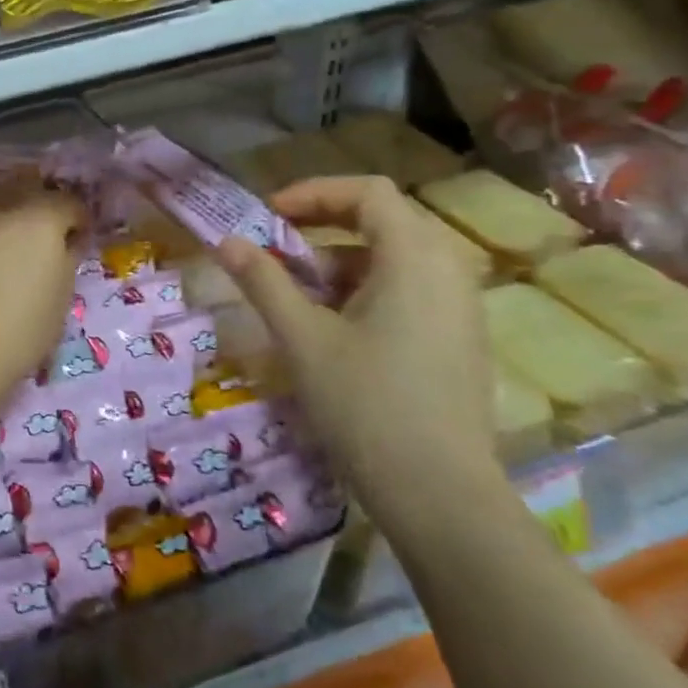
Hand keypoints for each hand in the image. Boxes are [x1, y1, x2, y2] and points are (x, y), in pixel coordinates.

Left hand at [0, 189, 85, 403]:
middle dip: (38, 213)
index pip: (68, 204)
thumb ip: (65, 262)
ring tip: (3, 254)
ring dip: (2, 220)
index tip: (77, 245)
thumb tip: (64, 245)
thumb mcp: (59, 303)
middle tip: (41, 245)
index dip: (77, 224)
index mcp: (39, 218)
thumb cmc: (16, 335)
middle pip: (26, 193)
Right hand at [216, 176, 504, 537]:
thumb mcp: (302, 338)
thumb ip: (263, 281)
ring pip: (395, 257)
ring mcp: (461, 307)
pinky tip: (334, 327)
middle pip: (384, 219)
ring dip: (341, 260)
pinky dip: (366, 288)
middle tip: (277, 247)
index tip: (269, 217)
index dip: (313, 193)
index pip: (368, 192)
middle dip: (323, 226)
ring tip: (297, 293)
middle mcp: (448, 271)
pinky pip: (410, 289)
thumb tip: (226, 241)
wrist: (440, 495)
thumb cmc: (366, 405)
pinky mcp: (459, 339)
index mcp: (415, 259)